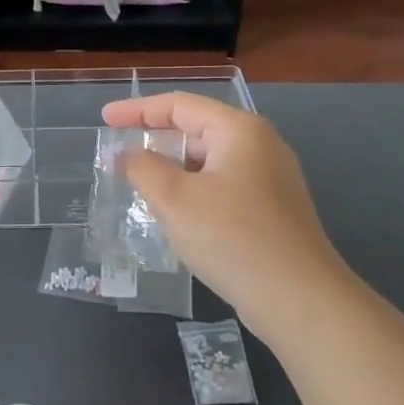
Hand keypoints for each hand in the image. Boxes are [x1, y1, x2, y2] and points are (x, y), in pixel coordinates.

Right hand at [100, 93, 351, 342]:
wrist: (299, 299)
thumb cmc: (231, 237)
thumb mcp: (174, 199)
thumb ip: (143, 167)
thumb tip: (130, 155)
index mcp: (239, 130)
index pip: (179, 105)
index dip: (137, 110)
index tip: (104, 119)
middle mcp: (260, 145)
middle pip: (197, 130)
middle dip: (155, 141)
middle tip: (119, 156)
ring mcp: (272, 179)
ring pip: (209, 162)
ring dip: (173, 170)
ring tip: (140, 186)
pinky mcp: (273, 210)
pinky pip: (223, 186)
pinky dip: (193, 191)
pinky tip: (176, 215)